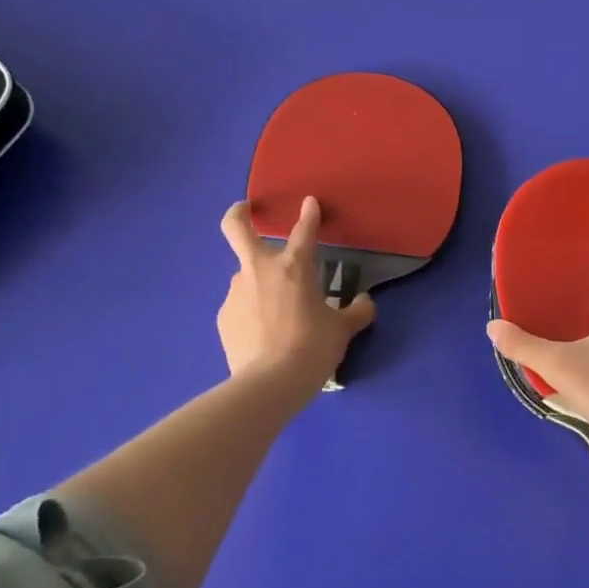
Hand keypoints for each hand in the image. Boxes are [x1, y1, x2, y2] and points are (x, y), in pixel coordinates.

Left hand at [218, 196, 374, 391]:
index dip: (309, 214)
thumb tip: (365, 303)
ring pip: (245, 276)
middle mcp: (260, 270)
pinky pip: (240, 306)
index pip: (304, 230)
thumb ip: (356, 312)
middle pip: (237, 228)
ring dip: (258, 283)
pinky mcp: (224, 317)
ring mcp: (236, 292)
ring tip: (276, 312)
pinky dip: (251, 312)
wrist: (270, 384)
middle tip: (245, 211)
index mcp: (294, 266)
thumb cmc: (312, 348)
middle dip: (239, 214)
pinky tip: (264, 335)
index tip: (310, 202)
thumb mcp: (343, 331)